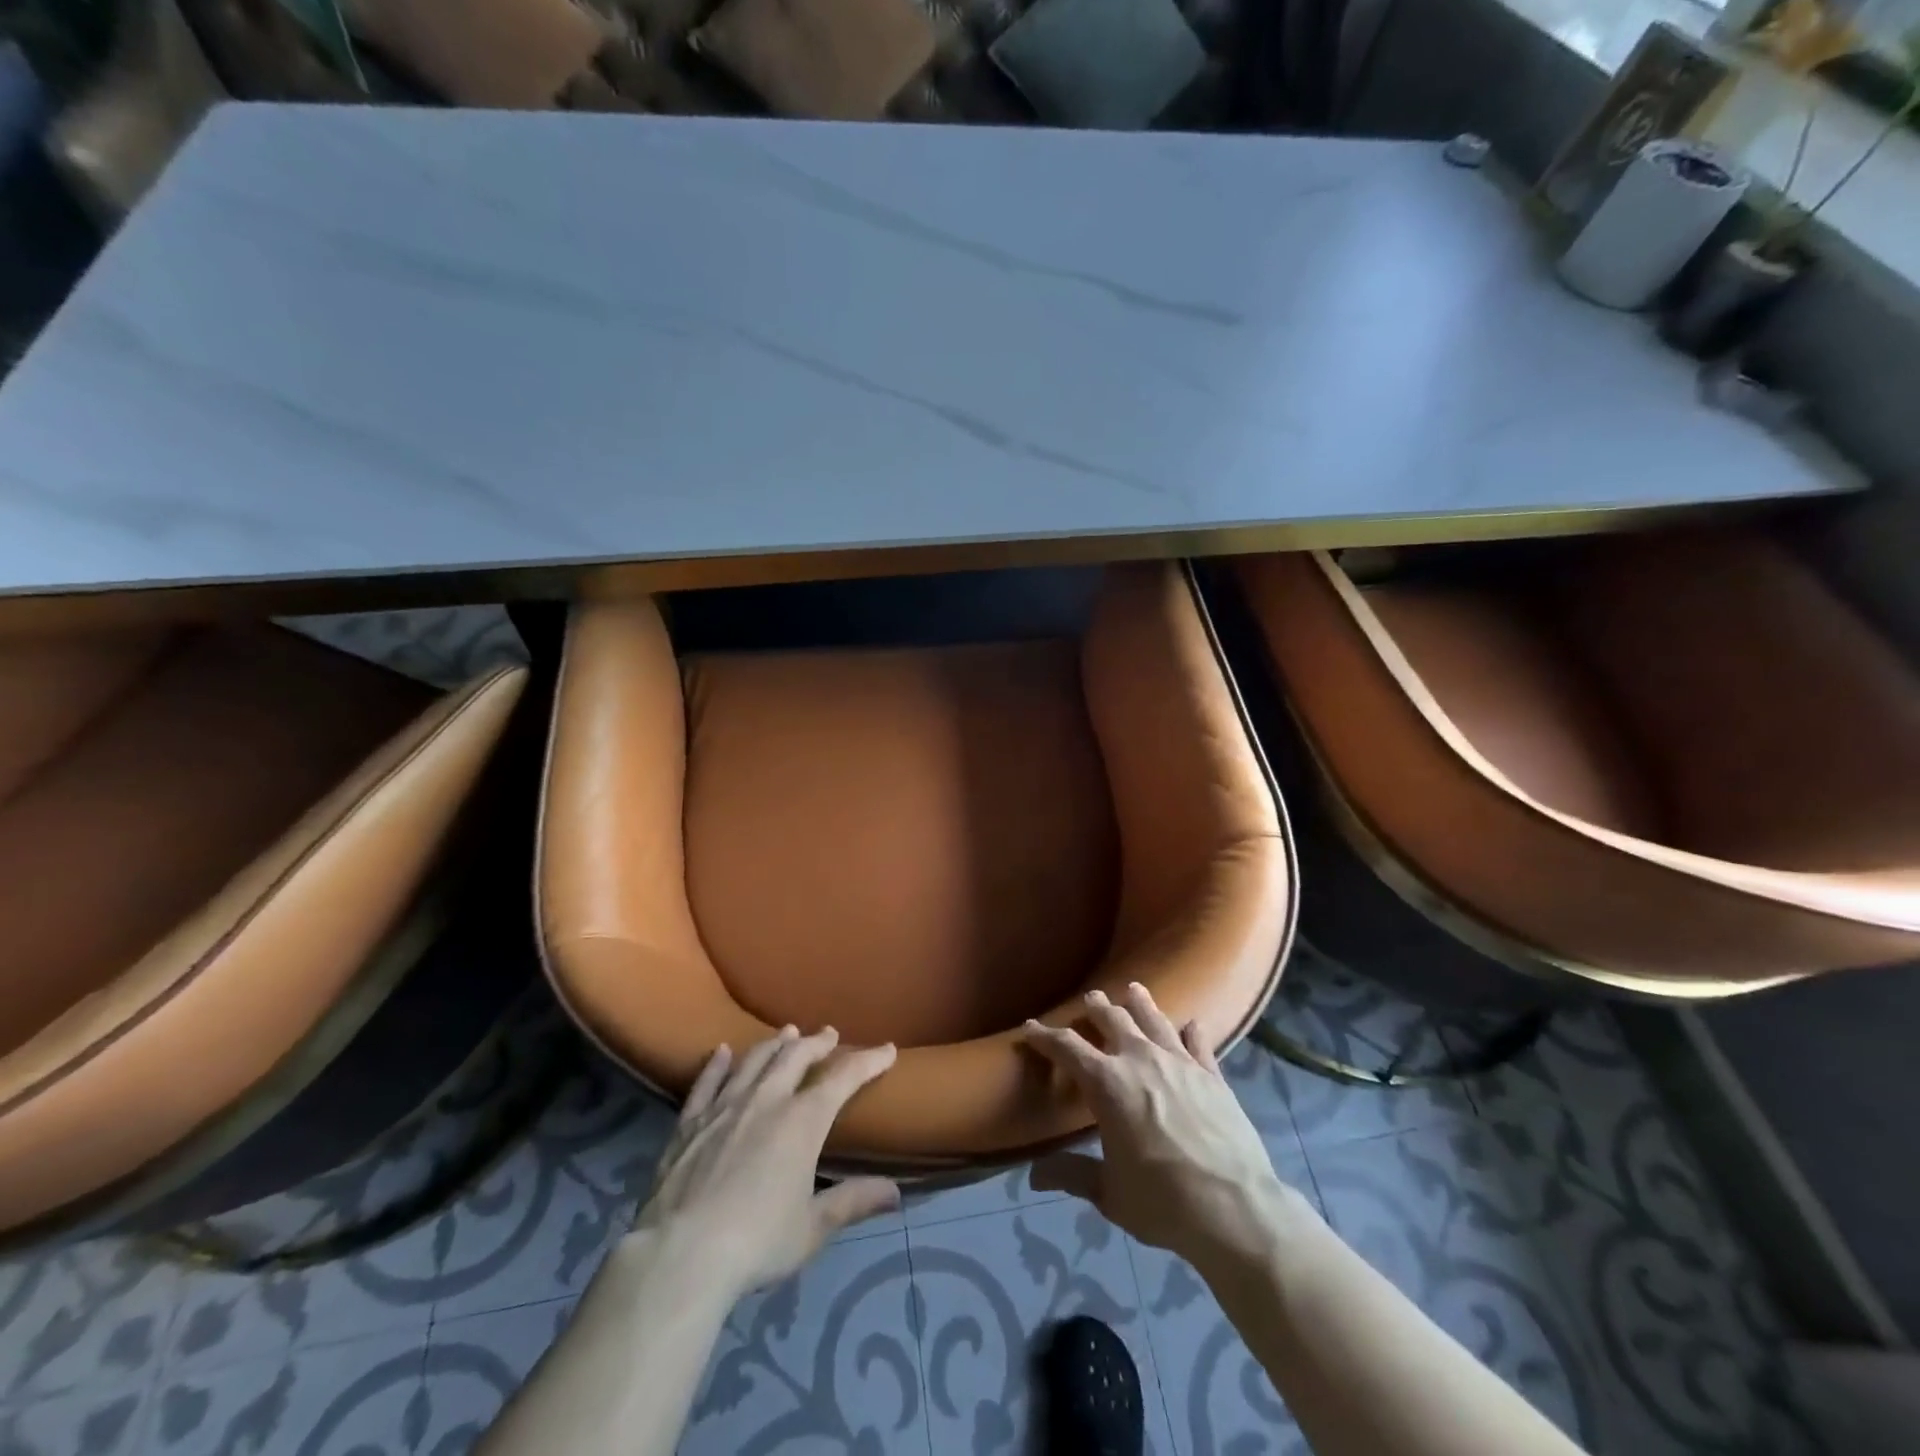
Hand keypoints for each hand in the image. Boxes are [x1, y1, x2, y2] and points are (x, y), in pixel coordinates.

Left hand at [633, 1027, 899, 1302]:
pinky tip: (720, 1051)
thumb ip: (853, 1202)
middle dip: (817, 1042)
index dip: (868, 1060)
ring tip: (786, 1033)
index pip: (844, 1078)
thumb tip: (896, 1193)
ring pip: (755, 1060)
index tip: (886, 1050)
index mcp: (803, 1121)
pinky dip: (716, 1064)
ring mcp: (725, 1106)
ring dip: (775, 1044)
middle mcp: (767, 1099)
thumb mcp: (813, 1228)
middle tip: (828, 1034)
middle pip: (796, 1057)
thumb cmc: (757, 1242)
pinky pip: (706, 1082)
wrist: (681, 1255)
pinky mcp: (690, 1122)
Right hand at [1023, 985, 1302, 1276]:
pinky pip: (1199, 1044)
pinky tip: (1191, 1024)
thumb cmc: (1162, 1202)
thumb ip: (1072, 1175)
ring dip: (1140, 1003)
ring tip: (1133, 989)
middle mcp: (1140, 1059)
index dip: (1044, 1035)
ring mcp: (1180, 1062)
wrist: (1235, 1209)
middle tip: (1090, 998)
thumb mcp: (1109, 1193)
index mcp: (1107, 1083)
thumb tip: (1034, 1176)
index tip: (1030, 1026)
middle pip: (1113, 1019)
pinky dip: (1192, 1032)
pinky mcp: (1213, 1075)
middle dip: (1097, 1007)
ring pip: (1154, 1020)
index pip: (1067, 1047)